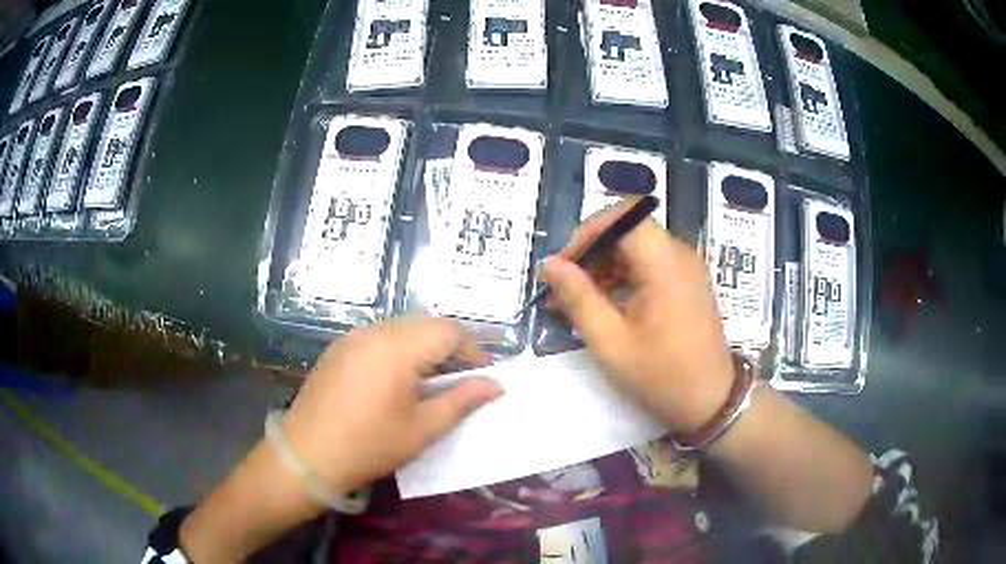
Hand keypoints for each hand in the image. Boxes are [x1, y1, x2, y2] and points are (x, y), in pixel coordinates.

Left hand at [282, 315, 502, 495]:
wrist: (307, 454)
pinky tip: (396, 380)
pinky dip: (398, 349)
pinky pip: (378, 336)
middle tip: (460, 379)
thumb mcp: (422, 429)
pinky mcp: (338, 348)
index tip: (484, 376)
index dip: (474, 349)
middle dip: (450, 346)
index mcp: (397, 348)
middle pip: (425, 324)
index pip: (449, 331)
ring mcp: (352, 337)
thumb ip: (462, 401)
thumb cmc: (370, 445)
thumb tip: (496, 385)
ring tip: (430, 380)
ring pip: (401, 327)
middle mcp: (374, 331)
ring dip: (424, 346)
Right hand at [542, 198, 733, 432]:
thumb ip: (578, 297)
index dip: (587, 233)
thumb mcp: (610, 342)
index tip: (563, 266)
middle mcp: (679, 255)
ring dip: (603, 266)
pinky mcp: (687, 283)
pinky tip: (603, 305)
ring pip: (636, 247)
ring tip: (576, 301)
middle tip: (563, 287)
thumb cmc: (661, 376)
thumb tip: (549, 264)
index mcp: (664, 263)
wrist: (711, 401)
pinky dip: (622, 277)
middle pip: (627, 230)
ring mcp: (686, 268)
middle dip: (591, 252)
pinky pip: (649, 265)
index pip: (622, 217)